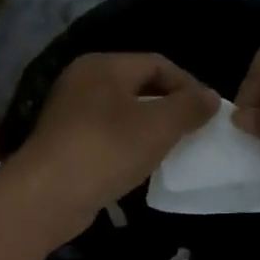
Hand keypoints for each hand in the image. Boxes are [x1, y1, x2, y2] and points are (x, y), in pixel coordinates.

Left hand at [6, 52, 218, 245]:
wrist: (48, 195)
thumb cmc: (107, 150)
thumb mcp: (158, 126)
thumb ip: (189, 107)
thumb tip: (210, 97)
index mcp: (103, 66)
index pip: (157, 63)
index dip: (188, 85)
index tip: (209, 113)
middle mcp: (83, 82)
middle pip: (138, 87)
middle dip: (169, 107)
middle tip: (194, 131)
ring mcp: (70, 114)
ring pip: (123, 114)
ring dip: (150, 130)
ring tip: (173, 150)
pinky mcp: (66, 145)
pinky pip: (108, 138)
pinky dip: (129, 147)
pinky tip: (142, 167)